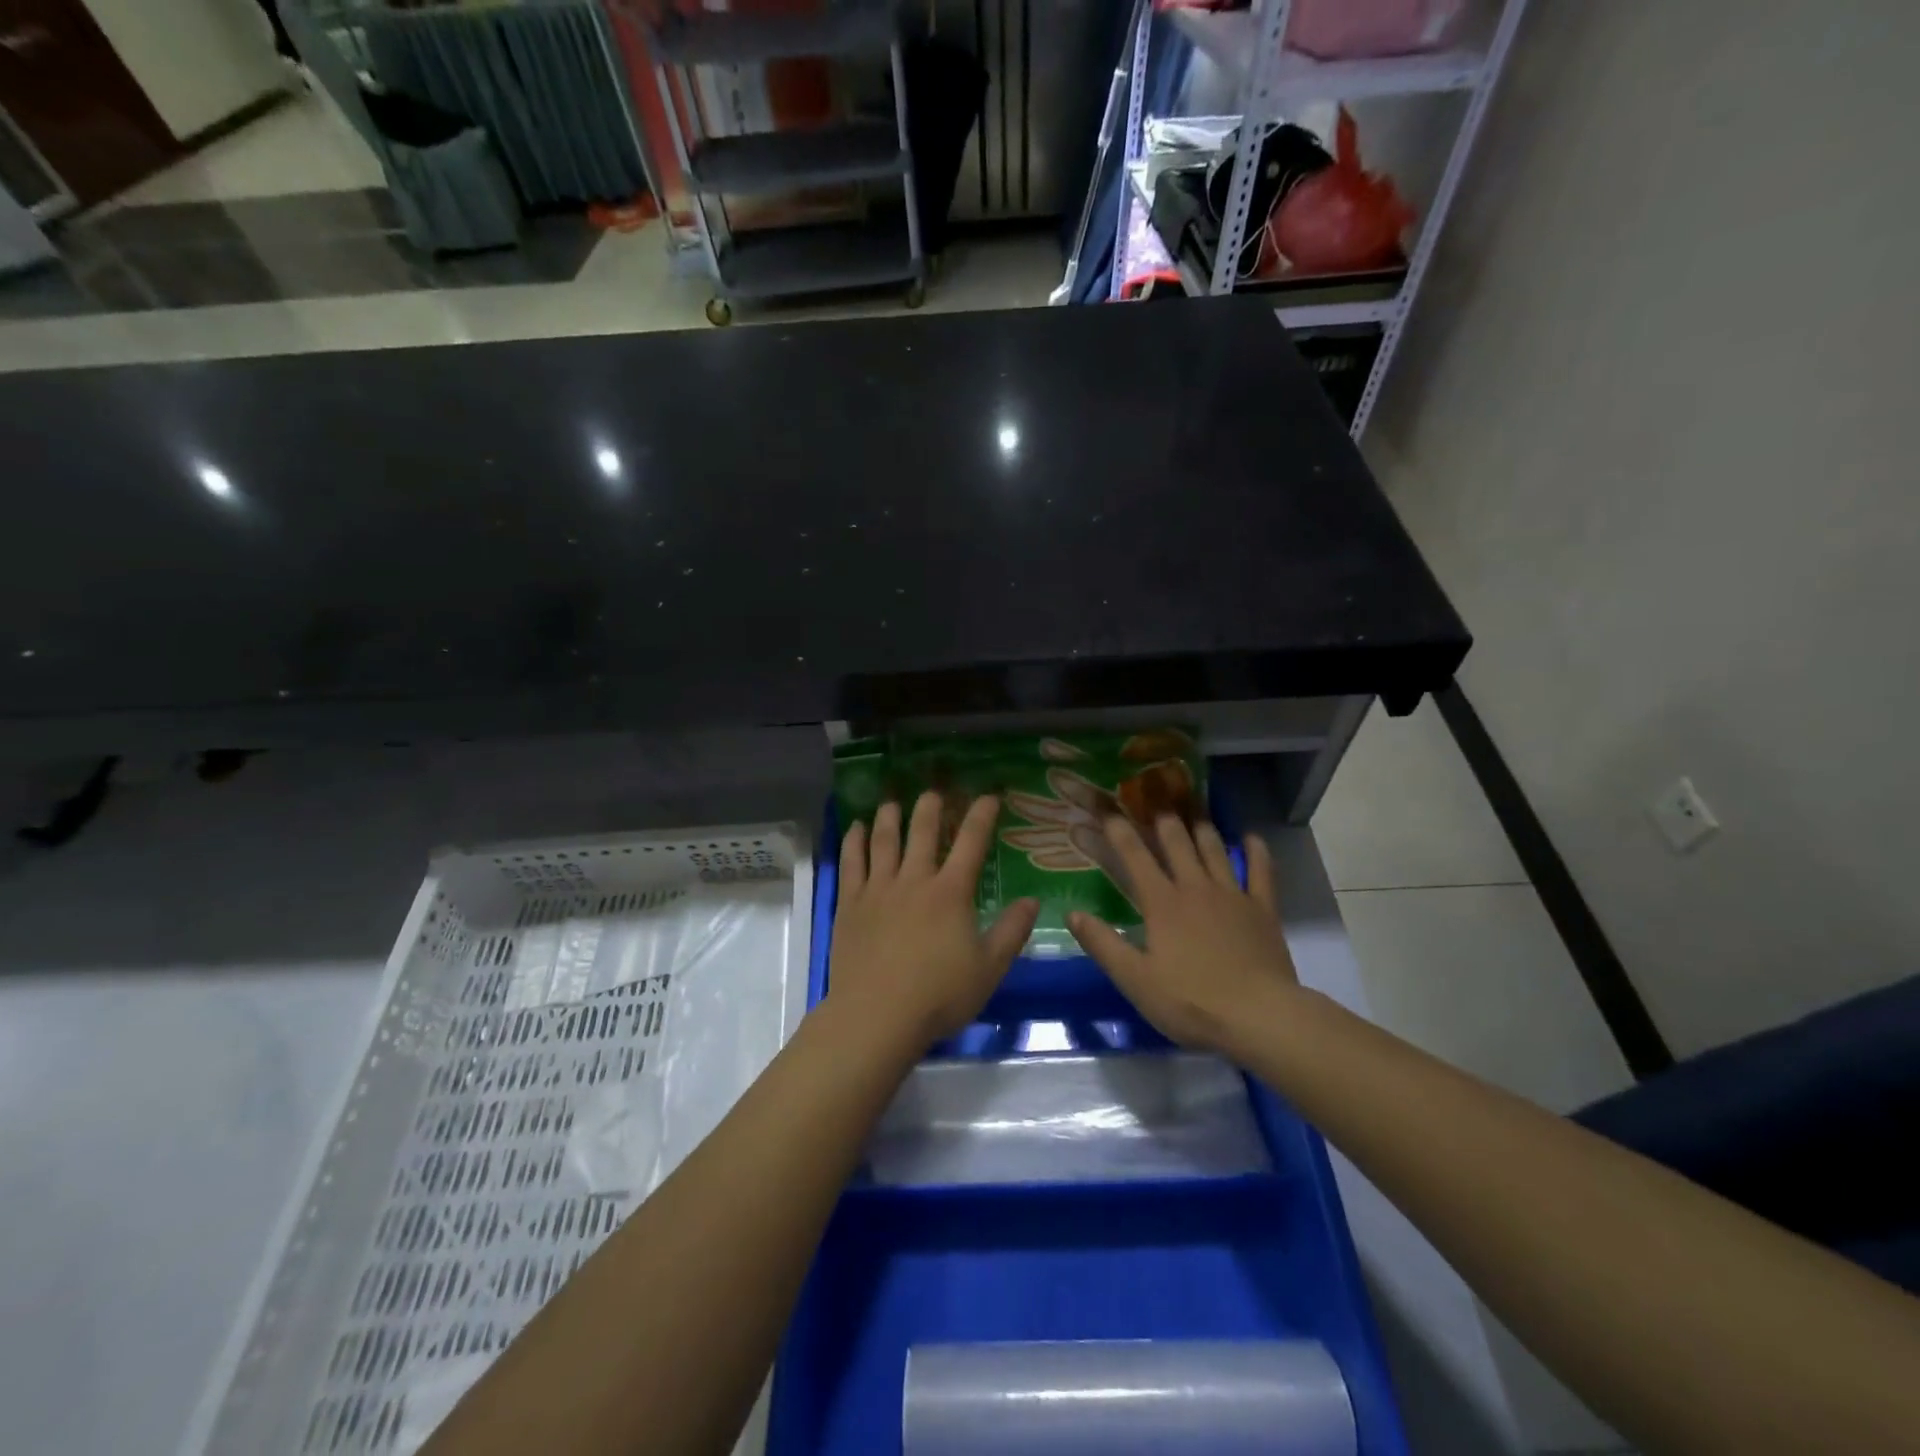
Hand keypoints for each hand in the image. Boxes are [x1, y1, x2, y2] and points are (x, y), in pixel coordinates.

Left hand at [828, 791, 1038, 1048]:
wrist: (877, 1016)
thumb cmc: (939, 995)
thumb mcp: (989, 968)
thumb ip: (1012, 931)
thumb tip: (1033, 901)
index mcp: (951, 892)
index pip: (971, 842)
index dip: (982, 815)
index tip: (989, 796)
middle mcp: (914, 880)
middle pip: (923, 832)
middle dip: (931, 807)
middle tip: (935, 792)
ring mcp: (878, 889)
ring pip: (884, 840)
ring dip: (890, 817)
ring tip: (893, 801)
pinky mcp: (850, 904)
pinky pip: (851, 863)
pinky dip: (854, 841)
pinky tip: (856, 828)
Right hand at [1068, 816, 1298, 1054]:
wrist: (1260, 1017)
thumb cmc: (1191, 1001)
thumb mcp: (1135, 980)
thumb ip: (1103, 944)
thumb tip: (1072, 913)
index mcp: (1162, 903)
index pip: (1135, 857)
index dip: (1119, 831)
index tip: (1107, 810)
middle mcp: (1195, 888)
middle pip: (1177, 843)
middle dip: (1162, 820)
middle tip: (1154, 800)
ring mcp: (1232, 896)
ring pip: (1214, 850)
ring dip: (1202, 828)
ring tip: (1193, 811)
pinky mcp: (1262, 910)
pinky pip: (1260, 872)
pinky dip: (1256, 851)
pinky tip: (1252, 837)